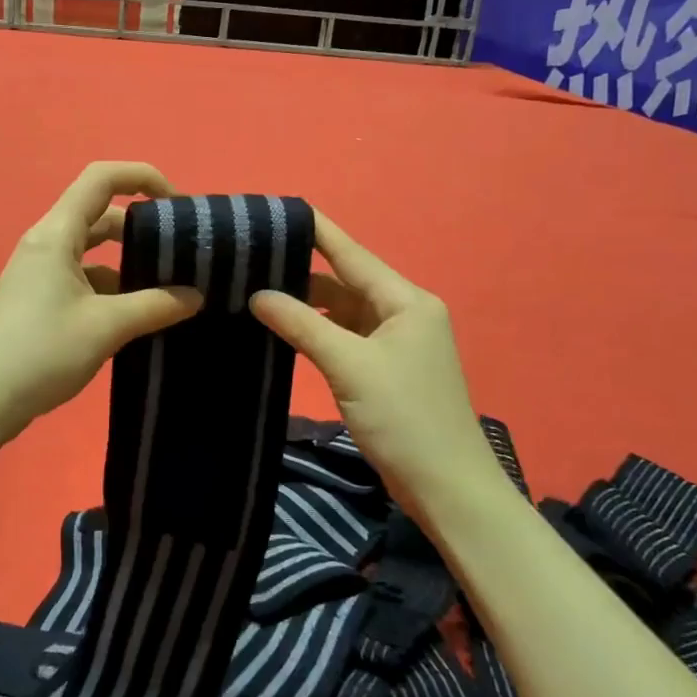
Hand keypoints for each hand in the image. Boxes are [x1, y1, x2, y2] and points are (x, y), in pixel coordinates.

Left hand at [0, 162, 202, 445]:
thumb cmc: (39, 353)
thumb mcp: (105, 327)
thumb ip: (155, 306)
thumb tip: (195, 295)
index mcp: (57, 234)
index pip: (102, 178)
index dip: (143, 177)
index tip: (178, 206)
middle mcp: (46, 245)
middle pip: (100, 215)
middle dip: (142, 228)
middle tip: (181, 255)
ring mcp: (39, 275)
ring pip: (93, 254)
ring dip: (128, 265)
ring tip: (167, 292)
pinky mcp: (38, 302)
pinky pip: (83, 281)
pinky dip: (112, 291)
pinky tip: (135, 320)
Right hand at [250, 214, 512, 516]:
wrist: (446, 487)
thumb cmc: (404, 417)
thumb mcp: (349, 366)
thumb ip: (302, 325)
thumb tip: (258, 295)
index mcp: (406, 300)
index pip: (352, 254)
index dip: (316, 231)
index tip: (279, 209)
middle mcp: (403, 312)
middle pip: (346, 281)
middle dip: (302, 271)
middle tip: (251, 259)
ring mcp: (395, 342)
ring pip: (343, 311)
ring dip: (307, 304)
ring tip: (257, 289)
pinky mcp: (385, 369)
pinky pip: (345, 337)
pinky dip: (318, 331)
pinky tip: (284, 328)